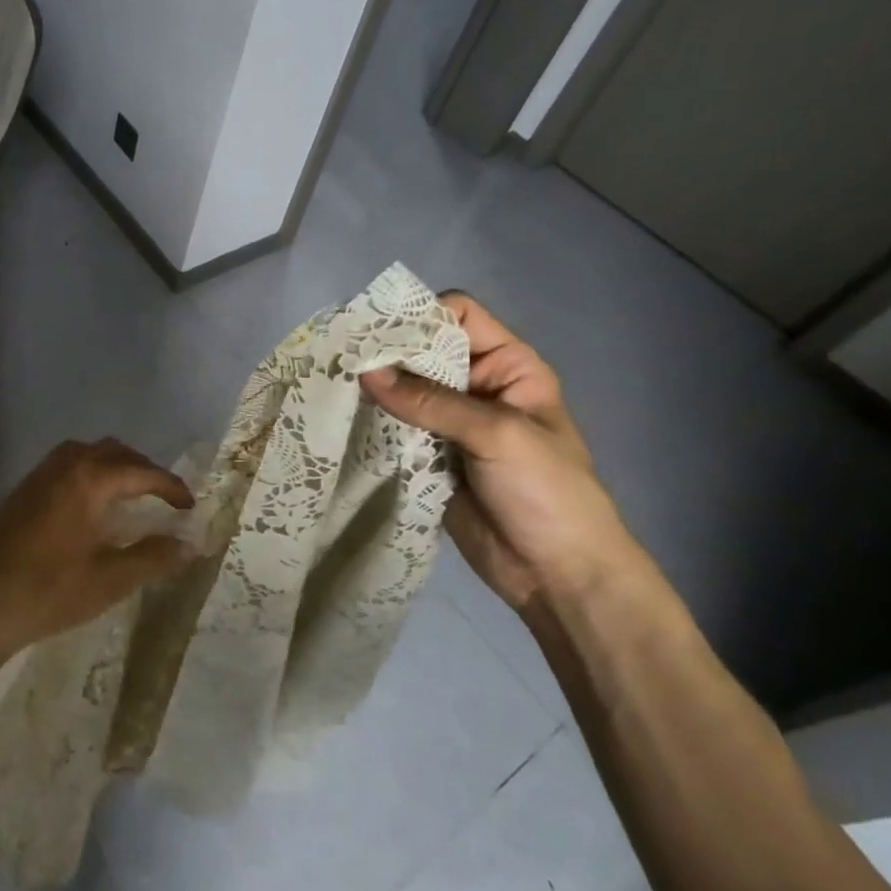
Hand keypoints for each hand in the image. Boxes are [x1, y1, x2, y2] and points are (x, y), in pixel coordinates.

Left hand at [0, 438, 193, 659]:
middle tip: (163, 498)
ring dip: (114, 465)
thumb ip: (154, 557)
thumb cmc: (51, 592)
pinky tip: (91, 503)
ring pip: (87, 452)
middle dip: (143, 470)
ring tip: (131, 495)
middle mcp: (65, 466)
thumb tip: (189, 544)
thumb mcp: (111, 580)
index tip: (189, 505)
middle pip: (114, 452)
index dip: (170, 486)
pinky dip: (89, 471)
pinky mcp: (23, 490)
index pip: (142, 472)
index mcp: (89, 480)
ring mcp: (40, 475)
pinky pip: (65, 463)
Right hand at [361, 292, 644, 612]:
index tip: (374, 329)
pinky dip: (372, 422)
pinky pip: (394, 428)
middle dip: (385, 352)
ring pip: (403, 390)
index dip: (419, 315)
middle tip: (339, 355)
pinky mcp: (427, 455)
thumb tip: (364, 371)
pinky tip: (342, 417)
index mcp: (508, 366)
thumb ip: (430, 402)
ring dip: (373, 389)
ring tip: (330, 384)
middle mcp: (476, 386)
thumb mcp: (496, 435)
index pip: (458, 315)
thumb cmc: (548, 492)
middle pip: (423, 351)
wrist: (559, 575)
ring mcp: (450, 423)